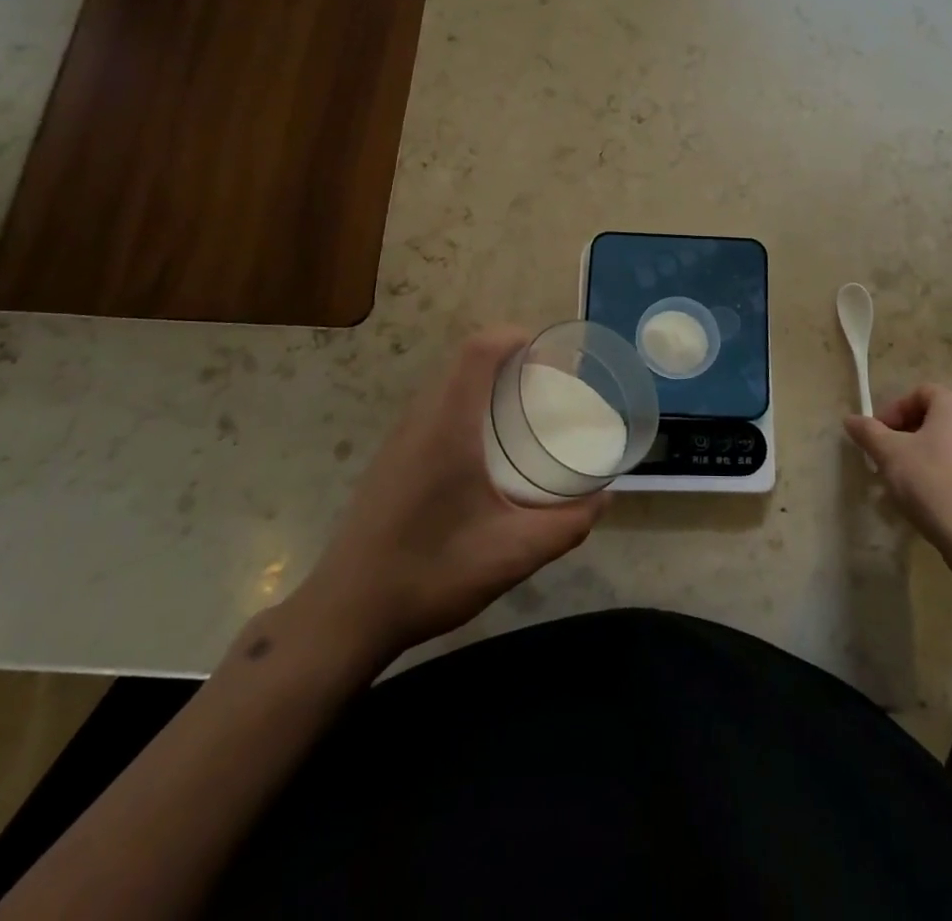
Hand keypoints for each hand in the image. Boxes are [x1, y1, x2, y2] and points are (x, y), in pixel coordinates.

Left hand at [291, 328, 606, 660]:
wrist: (347, 614)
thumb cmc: (432, 573)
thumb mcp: (513, 554)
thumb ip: (566, 525)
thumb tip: (604, 499)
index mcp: (448, 426)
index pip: (478, 352)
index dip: (512, 338)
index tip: (548, 353)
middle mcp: (419, 420)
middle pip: (462, 363)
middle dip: (506, 359)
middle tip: (544, 385)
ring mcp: (397, 440)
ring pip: (443, 386)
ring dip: (481, 383)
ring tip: (518, 412)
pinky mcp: (388, 461)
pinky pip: (430, 411)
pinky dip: (462, 406)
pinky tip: (480, 451)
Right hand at [843, 385, 951, 556]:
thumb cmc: (931, 483)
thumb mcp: (889, 454)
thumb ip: (868, 432)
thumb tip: (851, 419)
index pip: (919, 393)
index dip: (894, 410)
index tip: (878, 435)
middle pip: (936, 417)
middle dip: (906, 434)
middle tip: (887, 457)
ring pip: (950, 443)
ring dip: (924, 454)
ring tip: (905, 481)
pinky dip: (945, 472)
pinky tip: (932, 498)